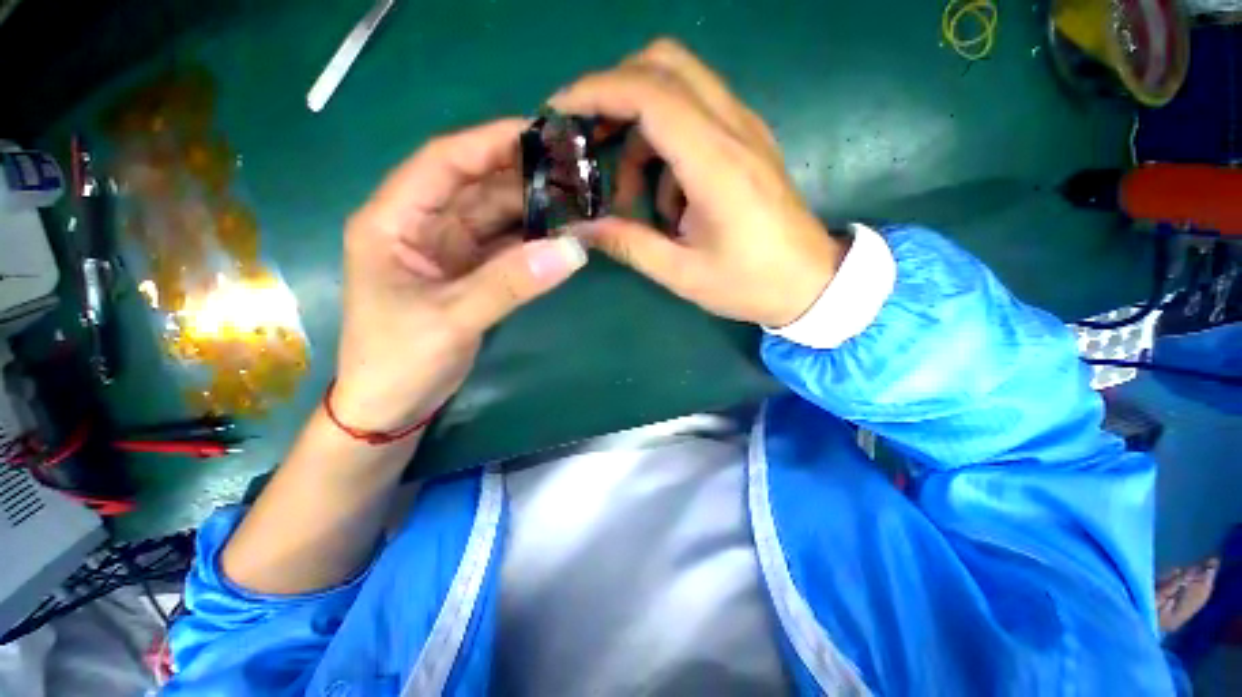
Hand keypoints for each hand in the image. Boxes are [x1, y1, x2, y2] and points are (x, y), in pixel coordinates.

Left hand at [334, 119, 586, 430]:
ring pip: (494, 216)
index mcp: (393, 222)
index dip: (489, 143)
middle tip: (572, 171)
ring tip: (575, 200)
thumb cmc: (398, 360)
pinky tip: (560, 236)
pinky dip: (531, 241)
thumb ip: (511, 283)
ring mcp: (448, 251)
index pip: (443, 164)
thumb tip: (572, 251)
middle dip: (522, 176)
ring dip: (532, 209)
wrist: (393, 406)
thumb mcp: (452, 319)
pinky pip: (504, 246)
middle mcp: (420, 226)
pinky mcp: (469, 273)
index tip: (539, 133)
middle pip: (475, 186)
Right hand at [550, 39, 845, 327]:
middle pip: (666, 64)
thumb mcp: (683, 273)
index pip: (650, 94)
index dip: (597, 91)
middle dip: (616, 90)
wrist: (811, 281)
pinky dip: (665, 141)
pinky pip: (697, 114)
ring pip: (680, 85)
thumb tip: (582, 228)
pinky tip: (666, 195)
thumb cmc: (750, 283)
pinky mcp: (748, 141)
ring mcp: (745, 130)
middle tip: (591, 137)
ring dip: (641, 126)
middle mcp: (733, 129)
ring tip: (632, 191)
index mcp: (716, 164)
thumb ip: (630, 245)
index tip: (560, 110)